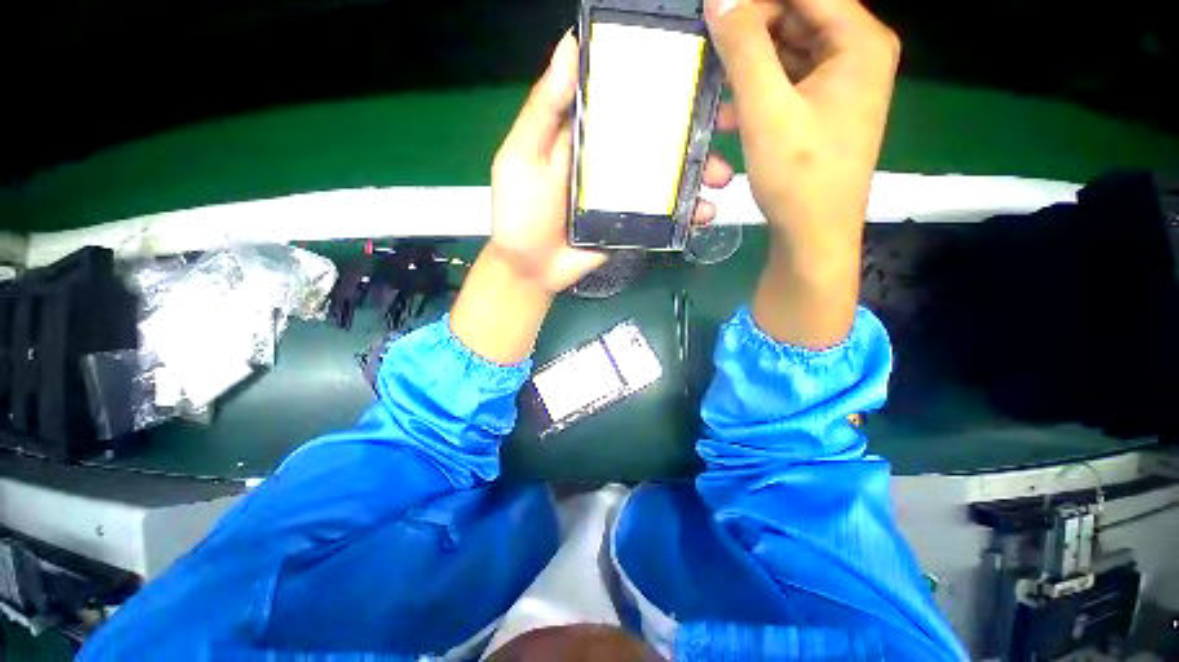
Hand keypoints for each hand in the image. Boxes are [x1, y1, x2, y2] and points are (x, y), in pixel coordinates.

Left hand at [452, 31, 736, 363]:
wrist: (531, 269)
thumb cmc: (520, 211)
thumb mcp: (523, 155)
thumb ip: (546, 108)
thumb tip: (570, 44)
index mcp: (589, 134)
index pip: (628, 98)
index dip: (662, 83)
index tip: (700, 72)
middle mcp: (612, 159)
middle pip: (659, 138)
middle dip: (696, 130)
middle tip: (730, 125)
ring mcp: (626, 194)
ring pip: (669, 176)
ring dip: (699, 173)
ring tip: (722, 178)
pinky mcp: (633, 224)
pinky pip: (665, 215)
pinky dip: (687, 214)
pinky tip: (705, 214)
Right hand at [706, 0, 899, 346]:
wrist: (813, 235)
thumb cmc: (797, 174)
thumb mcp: (766, 109)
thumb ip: (743, 48)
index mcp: (858, 41)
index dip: (756, 1)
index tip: (716, 13)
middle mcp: (857, 55)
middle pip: (798, 19)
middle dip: (752, 33)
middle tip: (713, 50)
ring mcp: (842, 85)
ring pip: (790, 53)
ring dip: (751, 67)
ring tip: (717, 87)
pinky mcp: (824, 112)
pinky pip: (789, 85)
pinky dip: (760, 93)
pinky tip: (733, 115)